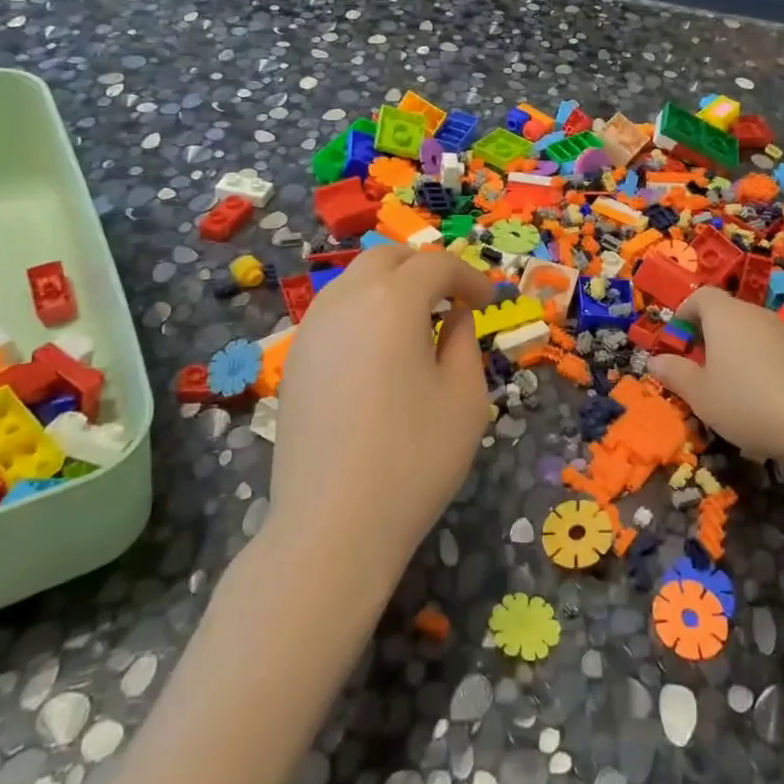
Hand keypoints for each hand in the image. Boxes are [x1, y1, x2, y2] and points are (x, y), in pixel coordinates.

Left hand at [270, 244, 497, 586]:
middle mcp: (345, 300)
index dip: (469, 277)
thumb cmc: (414, 458)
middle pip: (387, 258)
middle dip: (425, 269)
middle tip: (452, 300)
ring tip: (417, 324)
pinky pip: (334, 312)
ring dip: (390, 287)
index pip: (436, 266)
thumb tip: (454, 317)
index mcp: (393, 301)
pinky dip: (363, 312)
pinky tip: (378, 353)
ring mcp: (311, 329)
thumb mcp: (465, 398)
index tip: (489, 302)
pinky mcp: (294, 360)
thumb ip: (465, 342)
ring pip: (354, 280)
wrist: (333, 525)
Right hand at [647, 288, 783, 469]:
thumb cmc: (746, 402)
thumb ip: (674, 373)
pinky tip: (763, 393)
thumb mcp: (699, 394)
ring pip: (752, 329)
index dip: (685, 313)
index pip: (701, 296)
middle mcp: (756, 314)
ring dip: (736, 347)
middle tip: (699, 364)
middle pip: (727, 311)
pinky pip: (774, 347)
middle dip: (709, 332)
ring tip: (730, 382)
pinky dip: (762, 360)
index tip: (678, 339)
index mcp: (725, 315)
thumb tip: (654, 361)